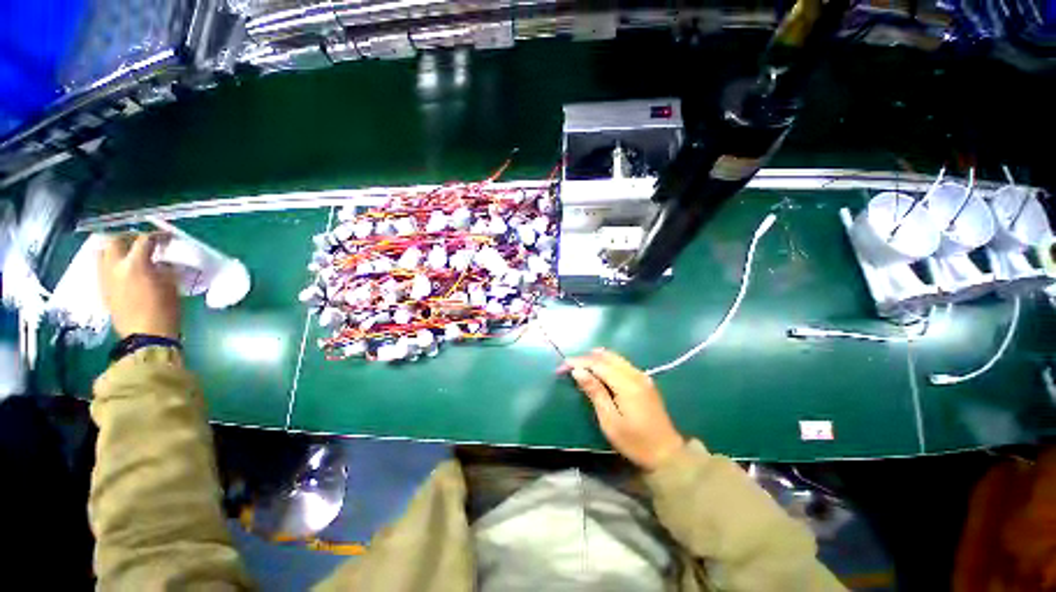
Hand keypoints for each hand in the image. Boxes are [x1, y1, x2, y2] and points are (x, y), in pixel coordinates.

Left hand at [98, 233, 180, 339]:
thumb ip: (164, 269)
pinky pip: (103, 268)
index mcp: (135, 264)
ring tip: (129, 254)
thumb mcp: (171, 286)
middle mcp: (115, 267)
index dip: (157, 236)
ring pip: (103, 253)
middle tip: (142, 242)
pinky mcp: (103, 289)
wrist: (146, 336)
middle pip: (115, 241)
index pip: (144, 240)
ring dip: (115, 249)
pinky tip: (124, 270)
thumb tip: (161, 261)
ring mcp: (105, 278)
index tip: (167, 238)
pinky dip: (112, 263)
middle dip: (128, 238)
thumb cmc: (165, 310)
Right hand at [560, 349, 685, 470]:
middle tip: (569, 365)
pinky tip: (598, 369)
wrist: (667, 453)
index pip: (598, 364)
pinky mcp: (644, 381)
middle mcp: (635, 374)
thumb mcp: (610, 420)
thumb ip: (594, 392)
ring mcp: (642, 376)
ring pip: (615, 357)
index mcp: (627, 384)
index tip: (562, 366)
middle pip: (607, 356)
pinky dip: (607, 362)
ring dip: (596, 358)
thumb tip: (577, 371)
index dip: (579, 362)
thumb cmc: (634, 441)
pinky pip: (622, 363)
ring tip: (580, 366)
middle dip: (586, 358)